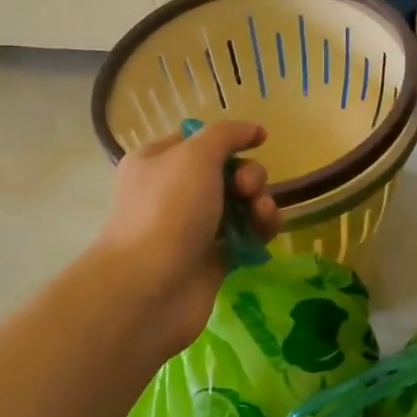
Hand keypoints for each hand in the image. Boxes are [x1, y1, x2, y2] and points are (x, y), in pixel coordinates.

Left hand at [93, 120, 282, 358]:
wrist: (151, 287)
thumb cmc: (168, 211)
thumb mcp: (195, 155)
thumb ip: (227, 135)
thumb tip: (253, 129)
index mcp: (158, 162)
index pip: (199, 140)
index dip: (230, 139)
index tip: (257, 141)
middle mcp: (173, 192)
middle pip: (226, 172)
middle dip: (248, 175)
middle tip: (246, 188)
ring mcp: (193, 228)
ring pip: (240, 205)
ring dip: (259, 202)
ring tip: (260, 214)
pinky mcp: (213, 259)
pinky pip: (245, 236)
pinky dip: (260, 230)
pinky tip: (265, 232)